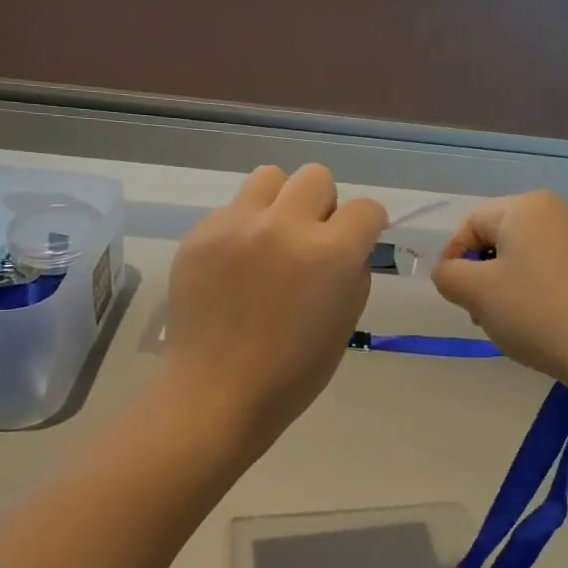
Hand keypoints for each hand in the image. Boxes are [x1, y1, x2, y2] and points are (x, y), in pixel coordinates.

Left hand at [164, 164, 387, 448]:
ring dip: (280, 202)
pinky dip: (241, 229)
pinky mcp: (200, 233)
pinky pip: (231, 209)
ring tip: (270, 240)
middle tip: (310, 240)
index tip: (356, 241)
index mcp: (330, 253)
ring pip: (269, 177)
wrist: (216, 391)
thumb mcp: (345, 322)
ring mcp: (237, 225)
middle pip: (316, 176)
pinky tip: (233, 266)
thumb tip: (348, 246)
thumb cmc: (292, 371)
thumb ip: (352, 271)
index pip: (365, 208)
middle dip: (323, 205)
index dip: (366, 225)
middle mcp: (285, 225)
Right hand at [431, 191, 567, 393]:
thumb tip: (450, 272)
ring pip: (525, 258)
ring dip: (506, 287)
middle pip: (500, 239)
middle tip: (478, 313)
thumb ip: (448, 274)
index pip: (471, 224)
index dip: (453, 258)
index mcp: (527, 207)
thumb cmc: (535, 311)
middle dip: (481, 275)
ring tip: (509, 323)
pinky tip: (539, 323)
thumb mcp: (475, 292)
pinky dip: (536, 292)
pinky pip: (552, 271)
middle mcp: (559, 212)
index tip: (453, 295)